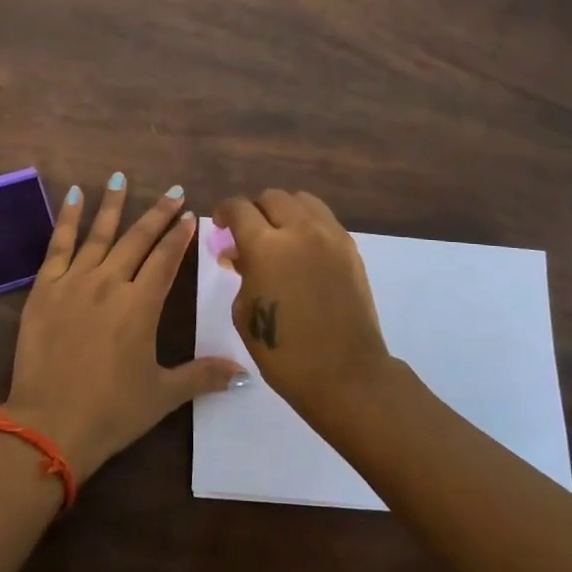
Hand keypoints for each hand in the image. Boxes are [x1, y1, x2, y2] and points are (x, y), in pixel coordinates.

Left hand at [5, 174, 245, 478]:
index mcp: (141, 306)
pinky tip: (74, 195)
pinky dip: (68, 218)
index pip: (167, 260)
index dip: (181, 236)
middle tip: (173, 191)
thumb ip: (202, 376)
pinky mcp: (44, 288)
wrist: (50, 424)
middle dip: (158, 214)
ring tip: (120, 178)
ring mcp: (75, 282)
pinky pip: (58, 245)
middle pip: (138, 239)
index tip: (191, 214)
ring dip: (113, 205)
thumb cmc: (112, 411)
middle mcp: (111, 283)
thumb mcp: (162, 395)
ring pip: (100, 234)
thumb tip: (244, 373)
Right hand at [213, 189, 392, 413]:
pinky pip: (324, 219)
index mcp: (265, 246)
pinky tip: (302, 249)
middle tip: (247, 233)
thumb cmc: (283, 352)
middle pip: (271, 197)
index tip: (221, 225)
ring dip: (283, 211)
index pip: (239, 208)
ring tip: (278, 234)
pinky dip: (307, 224)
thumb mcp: (244, 312)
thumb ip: (241, 273)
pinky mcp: (350, 249)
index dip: (224, 212)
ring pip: (302, 200)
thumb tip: (239, 255)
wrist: (345, 374)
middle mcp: (299, 230)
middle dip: (254, 210)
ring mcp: (330, 236)